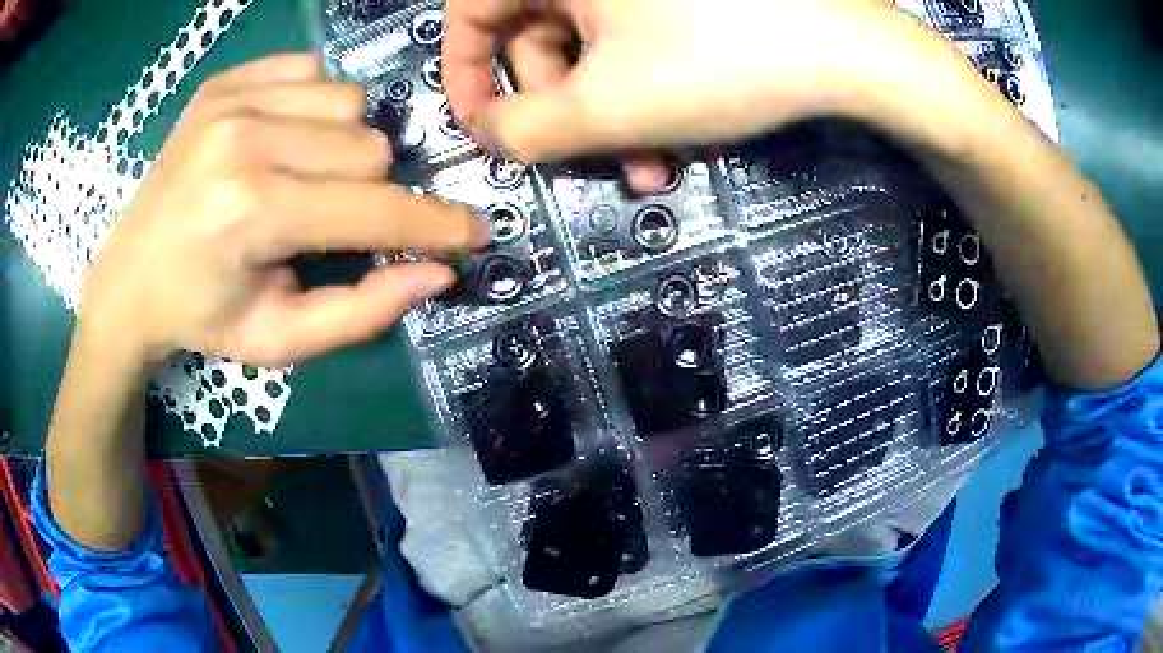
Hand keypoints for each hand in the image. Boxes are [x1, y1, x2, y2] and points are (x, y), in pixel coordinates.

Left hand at [80, 54, 487, 368]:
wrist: (130, 276)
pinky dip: (316, 108)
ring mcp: (231, 99)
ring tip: (305, 179)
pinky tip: (284, 141)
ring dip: (344, 147)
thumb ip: (361, 312)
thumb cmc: (202, 315)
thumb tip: (437, 272)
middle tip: (331, 223)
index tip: (473, 233)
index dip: (430, 225)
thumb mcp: (279, 340)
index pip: (370, 209)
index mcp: (250, 213)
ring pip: (350, 102)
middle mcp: (242, 140)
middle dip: (370, 192)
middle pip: (368, 146)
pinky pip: (313, 71)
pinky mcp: (225, 80)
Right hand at [443, 0, 955, 174]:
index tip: (483, 129)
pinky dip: (644, 87)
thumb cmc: (723, 59)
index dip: (464, 77)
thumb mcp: (608, 105)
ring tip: (653, 164)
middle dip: (563, 110)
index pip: (470, 15)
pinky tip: (679, 129)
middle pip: (538, 38)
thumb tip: (489, 134)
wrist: (849, 49)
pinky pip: (635, 39)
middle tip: (597, 162)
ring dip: (612, 113)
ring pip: (593, 47)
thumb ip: (525, 130)